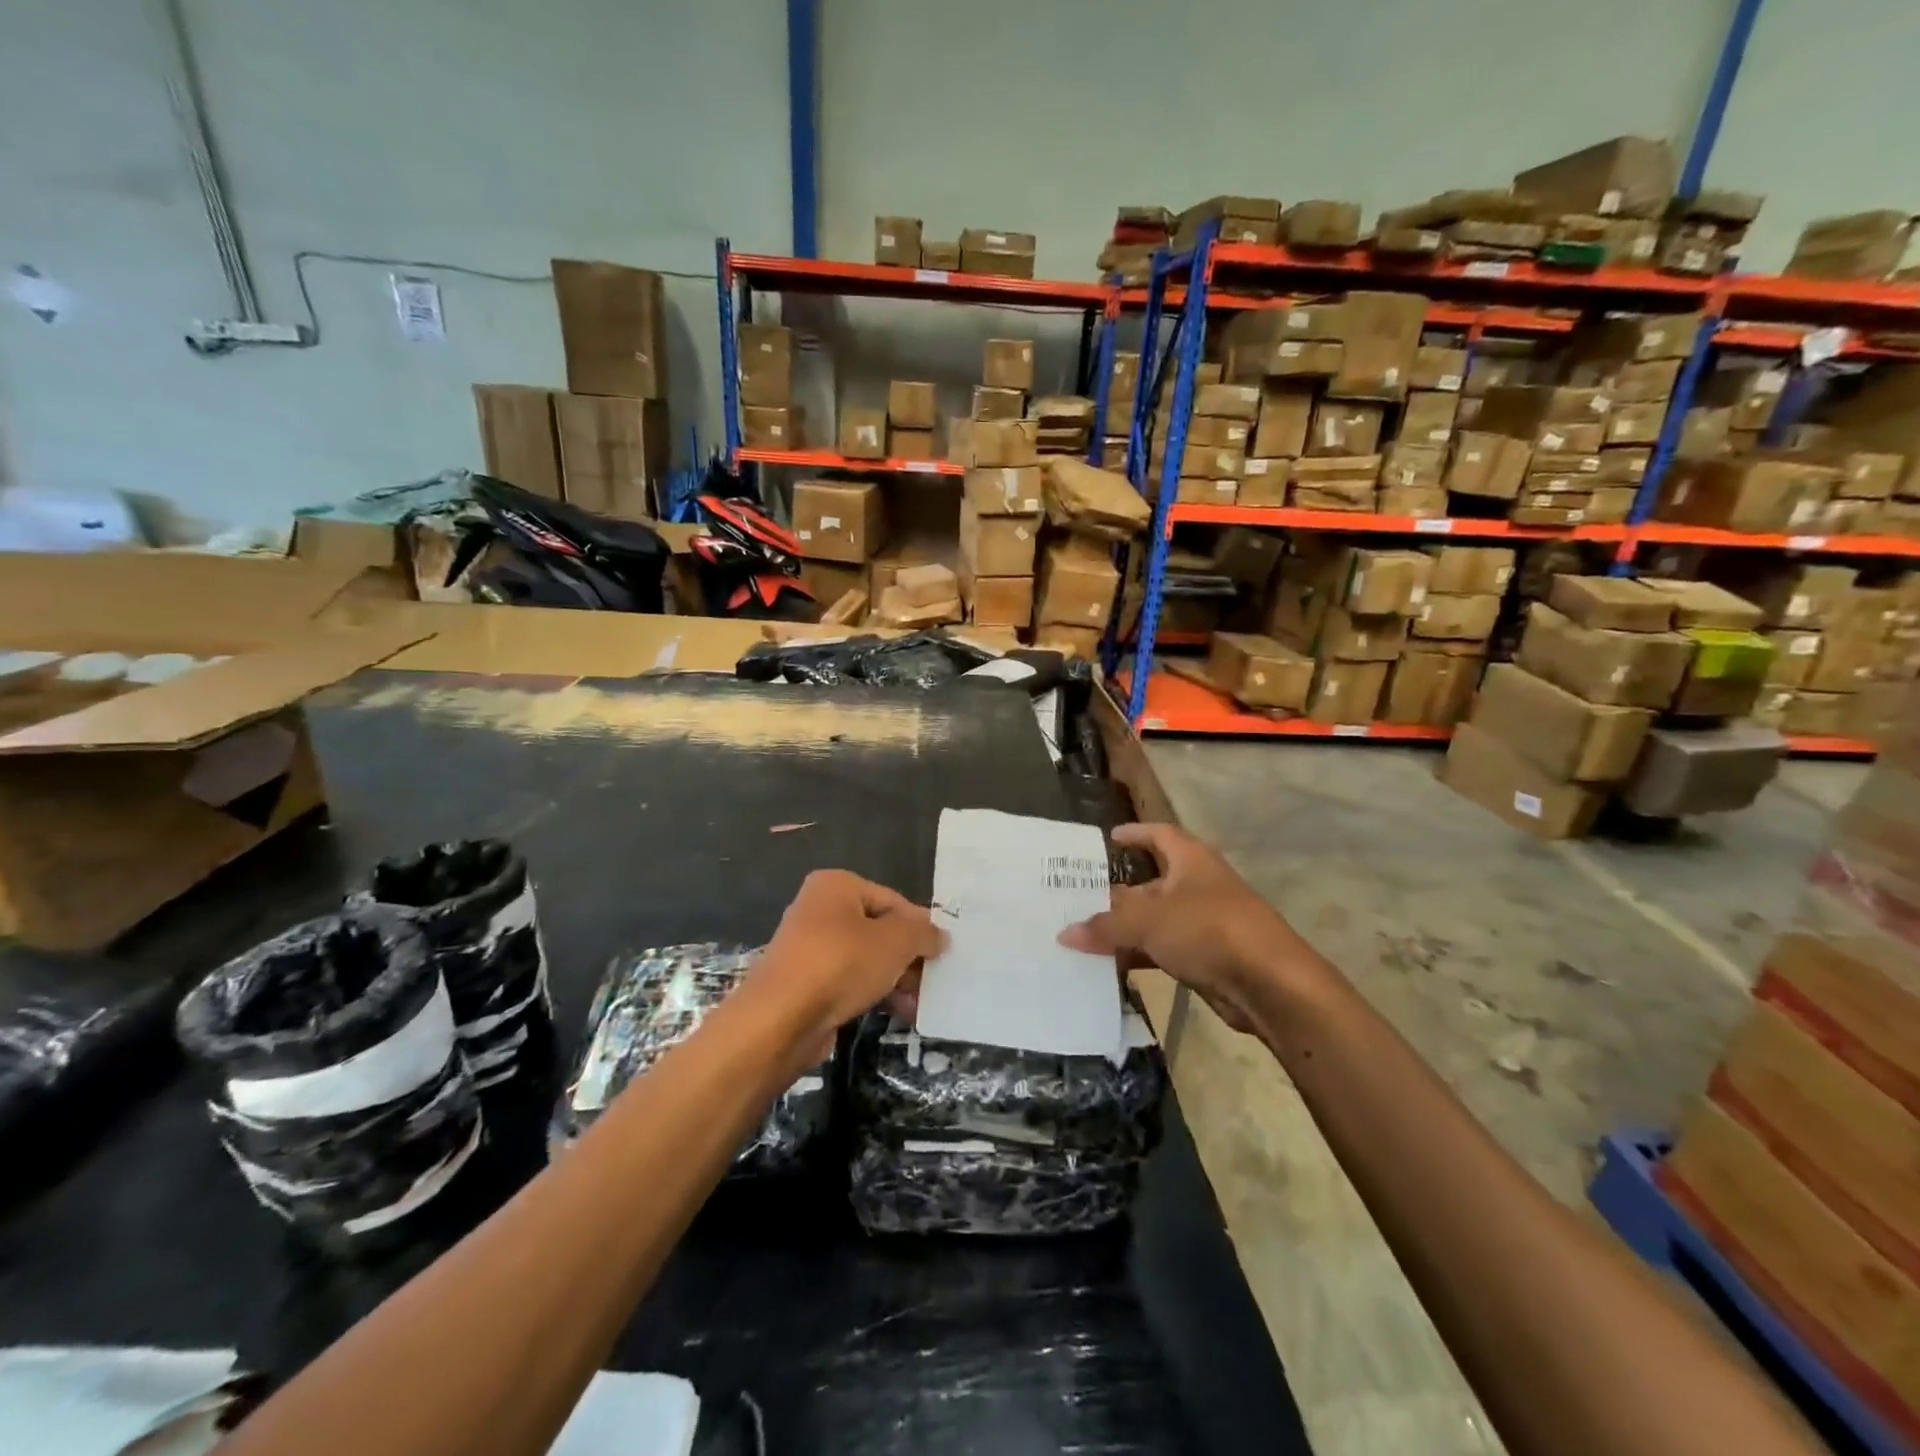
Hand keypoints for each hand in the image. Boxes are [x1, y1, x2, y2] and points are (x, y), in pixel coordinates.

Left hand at [753, 870, 944, 1052]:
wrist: (780, 1019)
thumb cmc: (841, 963)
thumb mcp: (896, 941)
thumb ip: (923, 934)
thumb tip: (939, 936)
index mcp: (837, 886)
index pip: (893, 900)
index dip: (920, 926)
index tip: (941, 953)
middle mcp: (819, 909)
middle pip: (879, 929)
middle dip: (908, 956)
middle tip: (933, 979)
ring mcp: (809, 948)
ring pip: (865, 958)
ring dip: (895, 978)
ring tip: (920, 1002)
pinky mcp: (805, 983)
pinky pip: (849, 981)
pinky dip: (873, 992)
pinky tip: (898, 1012)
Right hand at [1059, 823, 1297, 1033]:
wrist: (1271, 984)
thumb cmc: (1208, 930)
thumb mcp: (1148, 921)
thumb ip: (1105, 926)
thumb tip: (1065, 933)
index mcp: (1190, 860)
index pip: (1159, 834)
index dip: (1135, 833)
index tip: (1109, 838)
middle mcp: (1197, 885)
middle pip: (1150, 882)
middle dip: (1117, 892)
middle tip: (1077, 898)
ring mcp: (1204, 923)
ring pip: (1154, 920)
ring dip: (1124, 929)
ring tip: (1083, 937)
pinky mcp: (1207, 957)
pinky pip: (1163, 950)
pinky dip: (1139, 956)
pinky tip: (1110, 967)